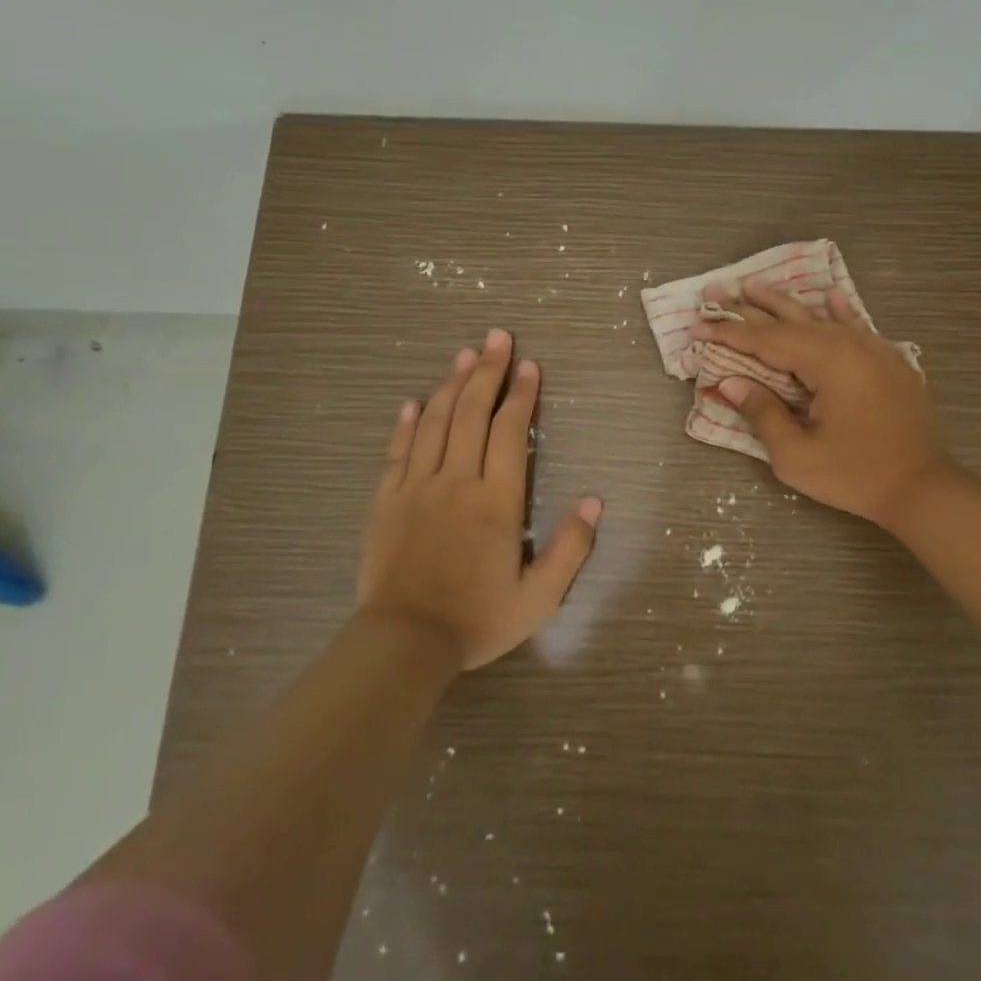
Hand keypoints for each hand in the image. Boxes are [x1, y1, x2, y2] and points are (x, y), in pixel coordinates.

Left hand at [357, 329, 601, 669]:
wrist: (404, 643)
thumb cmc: (477, 619)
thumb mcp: (539, 596)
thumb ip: (571, 547)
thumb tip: (594, 501)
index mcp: (496, 500)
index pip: (511, 432)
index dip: (522, 394)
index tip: (529, 365)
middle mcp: (457, 482)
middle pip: (473, 413)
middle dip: (488, 371)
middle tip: (497, 337)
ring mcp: (417, 488)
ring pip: (436, 423)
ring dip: (452, 385)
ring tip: (464, 354)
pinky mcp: (386, 501)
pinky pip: (398, 452)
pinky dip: (407, 423)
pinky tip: (413, 401)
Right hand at [698, 280, 953, 532]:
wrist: (922, 487)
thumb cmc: (854, 475)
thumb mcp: (796, 455)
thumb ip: (763, 413)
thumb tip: (732, 383)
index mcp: (826, 362)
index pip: (767, 341)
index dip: (730, 334)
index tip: (699, 327)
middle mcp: (849, 344)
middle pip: (791, 320)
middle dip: (750, 308)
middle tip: (718, 291)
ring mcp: (873, 350)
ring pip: (821, 317)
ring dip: (786, 303)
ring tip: (756, 285)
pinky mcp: (889, 362)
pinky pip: (858, 326)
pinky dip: (840, 310)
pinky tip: (830, 295)